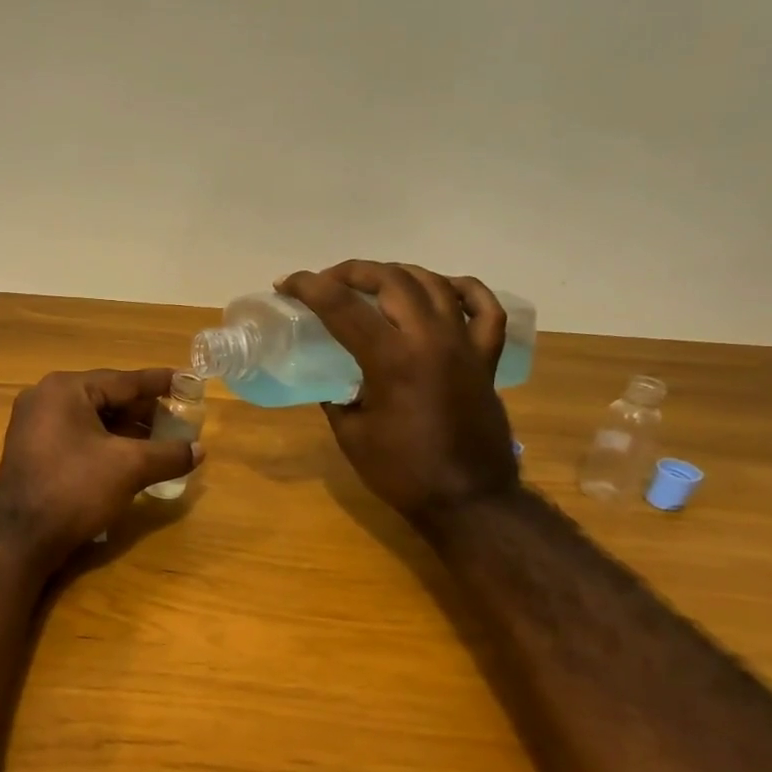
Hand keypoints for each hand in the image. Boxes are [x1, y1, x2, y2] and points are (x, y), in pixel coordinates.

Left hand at [0, 368, 202, 571]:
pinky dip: (104, 443)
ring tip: (160, 442)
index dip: (159, 383)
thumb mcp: (129, 468)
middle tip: (178, 419)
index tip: (187, 381)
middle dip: (143, 411)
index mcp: (66, 389)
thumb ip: (168, 454)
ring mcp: (34, 424)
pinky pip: (76, 436)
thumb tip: (199, 450)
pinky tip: (129, 458)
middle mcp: (45, 398)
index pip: (123, 381)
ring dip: (125, 430)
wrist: (20, 538)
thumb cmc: (75, 489)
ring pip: (91, 419)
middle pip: (106, 398)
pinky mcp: (32, 449)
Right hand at [278, 262, 517, 524]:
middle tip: (325, 282)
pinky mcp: (485, 359)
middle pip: (390, 280)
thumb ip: (337, 395)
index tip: (286, 284)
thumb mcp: (350, 433)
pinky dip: (463, 290)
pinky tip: (442, 288)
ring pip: (434, 284)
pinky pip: (484, 309)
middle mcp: (430, 340)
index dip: (309, 287)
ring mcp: (464, 345)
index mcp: (391, 360)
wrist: (467, 500)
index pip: (342, 306)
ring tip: (372, 282)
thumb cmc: (401, 472)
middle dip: (351, 272)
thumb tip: (333, 378)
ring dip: (397, 274)